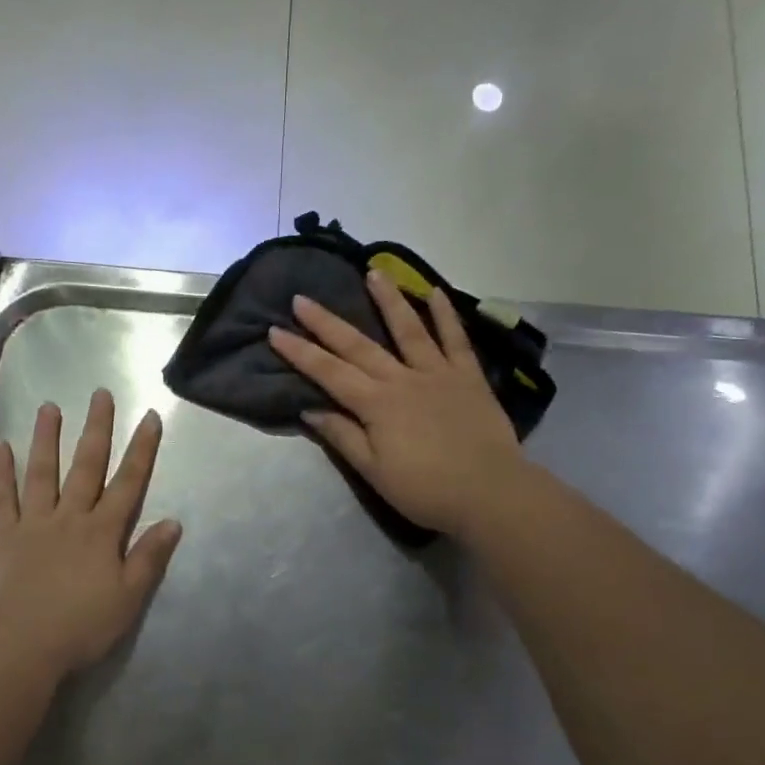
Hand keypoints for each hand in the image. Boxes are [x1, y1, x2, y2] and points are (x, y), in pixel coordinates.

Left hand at [0, 389, 182, 673]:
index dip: (142, 450)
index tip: (150, 418)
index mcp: (102, 531)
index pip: (128, 483)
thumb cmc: (83, 625)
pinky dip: (0, 471)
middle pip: (86, 466)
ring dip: (47, 438)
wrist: (25, 644)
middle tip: (100, 394)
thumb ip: (149, 557)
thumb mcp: (129, 597)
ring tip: (49, 407)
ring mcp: (34, 523)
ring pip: (42, 472)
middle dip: (97, 429)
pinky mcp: (4, 535)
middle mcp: (70, 517)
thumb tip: (173, 522)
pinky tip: (0, 446)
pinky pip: (2, 498)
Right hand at [268, 271, 521, 537]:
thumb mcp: (374, 471)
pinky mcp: (469, 377)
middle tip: (301, 298)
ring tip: (372, 272)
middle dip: (326, 322)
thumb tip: (310, 410)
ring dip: (388, 300)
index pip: (328, 373)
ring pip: (408, 329)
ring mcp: (437, 373)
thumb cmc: (425, 489)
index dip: (300, 353)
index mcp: (376, 404)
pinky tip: (435, 292)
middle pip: (358, 346)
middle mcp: (402, 379)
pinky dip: (446, 315)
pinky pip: (456, 340)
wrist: (490, 492)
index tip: (274, 331)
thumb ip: (342, 436)